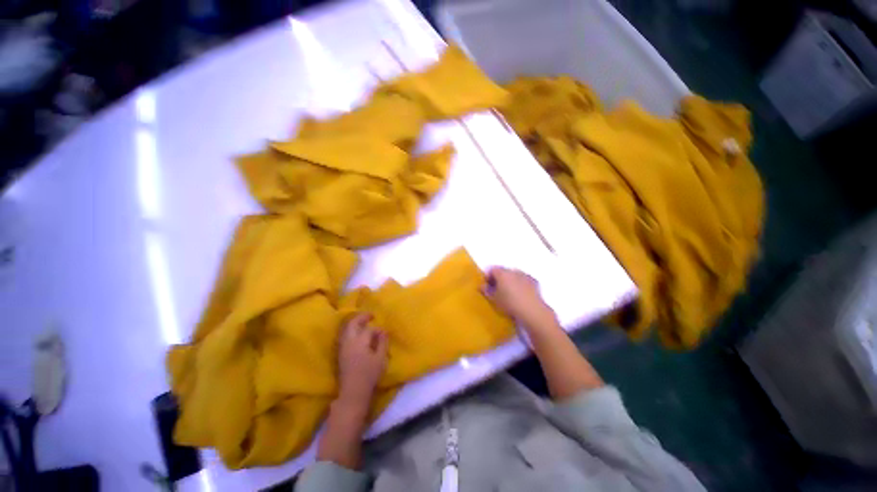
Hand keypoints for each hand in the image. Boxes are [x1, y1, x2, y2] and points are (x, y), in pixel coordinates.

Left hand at [336, 313, 387, 409]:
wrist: (352, 392)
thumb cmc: (369, 375)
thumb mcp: (380, 359)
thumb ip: (382, 343)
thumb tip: (383, 331)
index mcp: (360, 342)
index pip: (369, 330)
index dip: (377, 330)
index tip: (383, 333)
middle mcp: (349, 341)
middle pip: (352, 323)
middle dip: (361, 317)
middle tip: (370, 316)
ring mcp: (343, 347)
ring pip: (346, 329)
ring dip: (354, 323)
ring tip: (363, 322)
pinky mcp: (340, 353)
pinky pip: (344, 335)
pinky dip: (350, 330)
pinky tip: (356, 333)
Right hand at [483, 267, 558, 333]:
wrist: (532, 310)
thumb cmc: (509, 303)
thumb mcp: (494, 299)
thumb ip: (486, 290)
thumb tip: (481, 286)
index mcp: (502, 273)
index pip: (492, 270)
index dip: (488, 277)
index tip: (487, 286)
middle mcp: (513, 271)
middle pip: (503, 271)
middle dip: (499, 278)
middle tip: (497, 290)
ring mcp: (524, 275)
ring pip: (514, 275)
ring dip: (510, 281)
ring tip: (509, 293)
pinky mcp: (534, 281)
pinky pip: (524, 280)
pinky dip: (521, 284)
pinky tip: (520, 294)